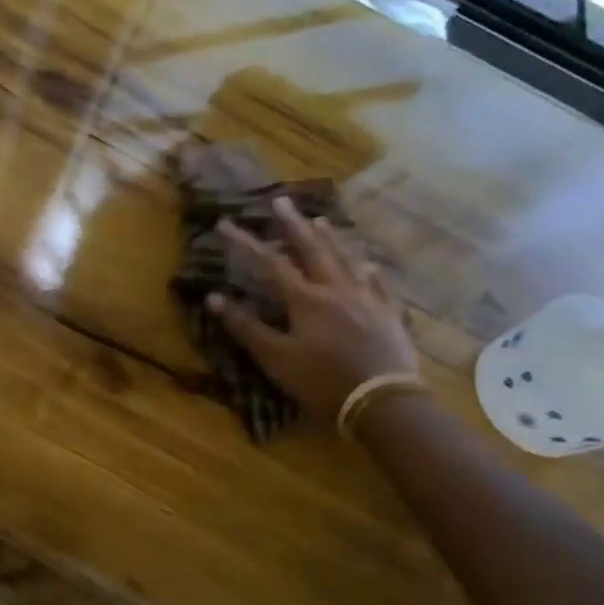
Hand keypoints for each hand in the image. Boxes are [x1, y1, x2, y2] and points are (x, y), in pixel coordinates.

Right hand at [208, 196, 418, 418]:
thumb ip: (246, 327)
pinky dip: (369, 272)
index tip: (226, 223)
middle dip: (293, 225)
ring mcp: (367, 300)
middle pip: (313, 250)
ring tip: (320, 220)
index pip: (270, 263)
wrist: (383, 402)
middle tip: (281, 201)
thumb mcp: (276, 358)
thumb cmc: (322, 381)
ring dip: (330, 239)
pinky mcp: (389, 316)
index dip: (246, 243)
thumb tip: (214, 298)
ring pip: (346, 261)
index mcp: (305, 300)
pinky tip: (369, 266)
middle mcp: (336, 290)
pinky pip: (379, 286)